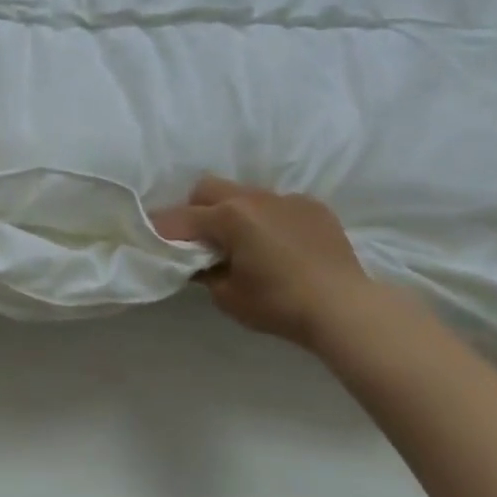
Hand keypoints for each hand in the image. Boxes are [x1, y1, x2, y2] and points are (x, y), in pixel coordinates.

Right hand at [153, 176, 373, 346]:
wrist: (345, 308)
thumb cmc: (279, 305)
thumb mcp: (228, 297)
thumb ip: (205, 273)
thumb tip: (199, 262)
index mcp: (228, 217)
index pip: (181, 219)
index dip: (162, 230)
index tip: (151, 239)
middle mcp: (253, 198)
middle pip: (207, 188)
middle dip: (195, 209)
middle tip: (200, 240)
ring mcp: (286, 198)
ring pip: (244, 193)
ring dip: (233, 211)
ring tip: (244, 241)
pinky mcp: (312, 206)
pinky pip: (278, 204)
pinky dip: (269, 219)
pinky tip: (281, 245)